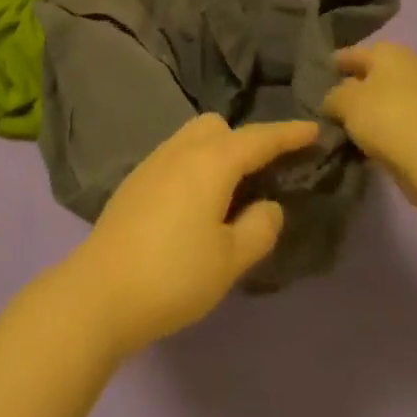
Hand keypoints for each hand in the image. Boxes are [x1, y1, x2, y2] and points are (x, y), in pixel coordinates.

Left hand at [60, 114, 318, 356]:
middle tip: (262, 177)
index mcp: (211, 162)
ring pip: (194, 137)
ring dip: (218, 152)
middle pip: (220, 127)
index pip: (258, 139)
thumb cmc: (175, 274)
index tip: (314, 129)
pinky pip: (176, 154)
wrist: (103, 288)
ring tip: (231, 192)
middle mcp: (182, 149)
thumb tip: (270, 205)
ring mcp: (154, 160)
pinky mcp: (137, 178)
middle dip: (245, 142)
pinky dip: (195, 165)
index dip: (287, 134)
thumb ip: (259, 228)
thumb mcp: (229, 259)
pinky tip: (196, 203)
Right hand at [322, 42, 416, 190]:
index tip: (318, 77)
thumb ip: (332, 97)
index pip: (351, 53)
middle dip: (353, 88)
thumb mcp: (345, 102)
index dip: (334, 64)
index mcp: (387, 51)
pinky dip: (384, 127)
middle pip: (371, 75)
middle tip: (331, 104)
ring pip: (386, 99)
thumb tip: (333, 101)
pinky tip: (368, 141)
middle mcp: (408, 65)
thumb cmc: (384, 116)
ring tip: (347, 126)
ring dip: (369, 110)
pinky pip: (398, 120)